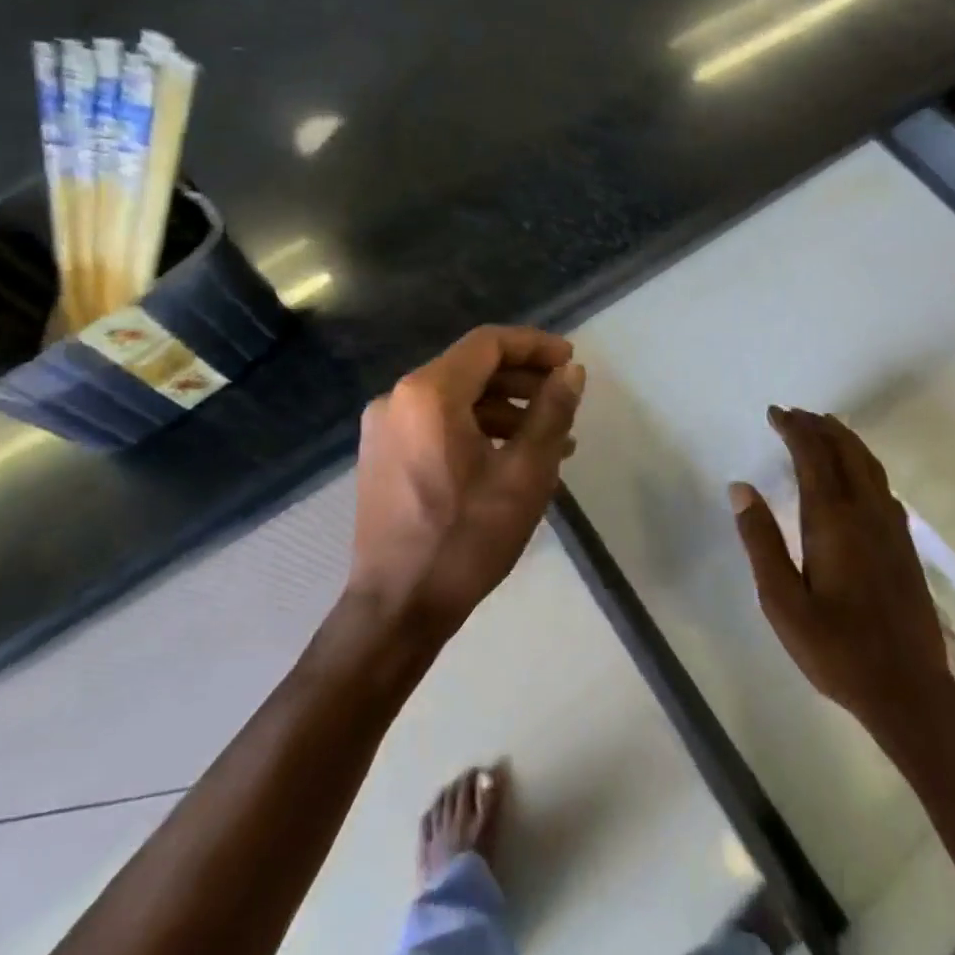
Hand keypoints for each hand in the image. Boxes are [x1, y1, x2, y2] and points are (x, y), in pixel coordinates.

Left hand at [349, 326, 585, 634]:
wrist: (397, 610)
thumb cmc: (466, 539)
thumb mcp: (525, 473)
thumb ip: (552, 412)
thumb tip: (572, 372)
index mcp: (429, 393)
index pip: (488, 344)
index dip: (535, 346)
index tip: (570, 362)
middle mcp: (398, 398)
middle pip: (471, 368)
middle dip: (524, 378)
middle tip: (565, 398)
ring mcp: (384, 428)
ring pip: (456, 397)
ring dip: (505, 408)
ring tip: (552, 438)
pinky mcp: (382, 454)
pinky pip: (438, 423)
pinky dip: (477, 428)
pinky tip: (513, 457)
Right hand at [730, 408, 954, 758]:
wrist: (909, 690)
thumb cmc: (836, 649)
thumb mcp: (782, 601)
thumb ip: (761, 540)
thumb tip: (741, 487)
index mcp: (832, 519)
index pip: (813, 455)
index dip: (794, 428)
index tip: (775, 413)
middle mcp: (865, 511)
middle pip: (844, 450)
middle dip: (818, 426)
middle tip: (794, 414)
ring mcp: (890, 527)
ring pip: (868, 464)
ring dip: (844, 439)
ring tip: (823, 428)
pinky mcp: (904, 544)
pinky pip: (881, 484)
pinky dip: (863, 463)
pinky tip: (856, 476)